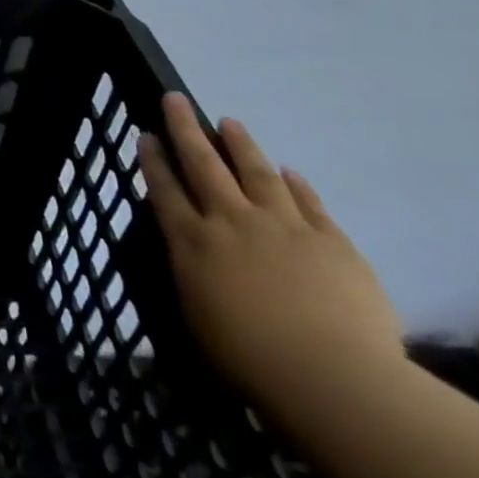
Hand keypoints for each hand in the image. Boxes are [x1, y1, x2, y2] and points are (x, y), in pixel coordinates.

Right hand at [139, 94, 403, 422]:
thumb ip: (192, 273)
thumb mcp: (197, 315)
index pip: (165, 189)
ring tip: (230, 122)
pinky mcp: (331, 241)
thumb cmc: (249, 359)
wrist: (332, 377)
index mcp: (193, 242)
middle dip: (186, 129)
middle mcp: (231, 221)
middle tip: (176, 99)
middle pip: (203, 164)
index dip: (153, 159)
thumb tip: (192, 250)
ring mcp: (284, 226)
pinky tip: (290, 171)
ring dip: (241, 144)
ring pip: (256, 172)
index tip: (146, 133)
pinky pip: (308, 202)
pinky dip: (296, 184)